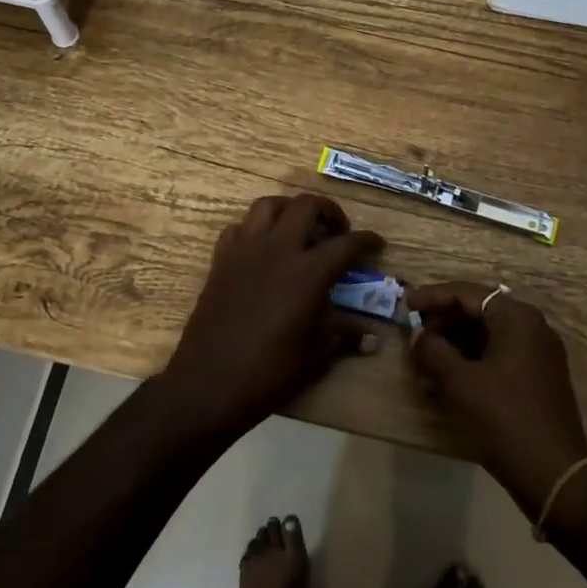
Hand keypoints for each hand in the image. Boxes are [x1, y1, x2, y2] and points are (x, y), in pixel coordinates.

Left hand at [159, 194, 382, 439]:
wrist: (208, 382)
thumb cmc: (268, 372)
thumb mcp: (314, 355)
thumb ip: (344, 336)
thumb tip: (373, 339)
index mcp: (308, 272)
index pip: (346, 244)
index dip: (367, 241)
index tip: (377, 245)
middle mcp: (278, 249)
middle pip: (307, 206)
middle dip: (329, 211)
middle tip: (337, 231)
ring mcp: (245, 249)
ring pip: (269, 205)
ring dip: (290, 210)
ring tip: (300, 229)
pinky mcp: (221, 258)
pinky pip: (240, 227)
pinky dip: (255, 229)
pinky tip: (263, 248)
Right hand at [407, 282, 586, 516]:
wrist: (555, 475)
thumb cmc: (505, 420)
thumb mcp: (460, 383)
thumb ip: (433, 351)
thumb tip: (419, 335)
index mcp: (517, 318)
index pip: (467, 293)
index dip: (433, 297)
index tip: (405, 304)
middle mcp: (532, 327)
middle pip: (479, 310)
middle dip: (444, 319)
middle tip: (414, 331)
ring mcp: (539, 352)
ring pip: (489, 333)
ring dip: (456, 340)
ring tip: (426, 353)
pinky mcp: (539, 376)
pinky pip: (500, 352)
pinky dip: (473, 357)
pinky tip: (449, 373)